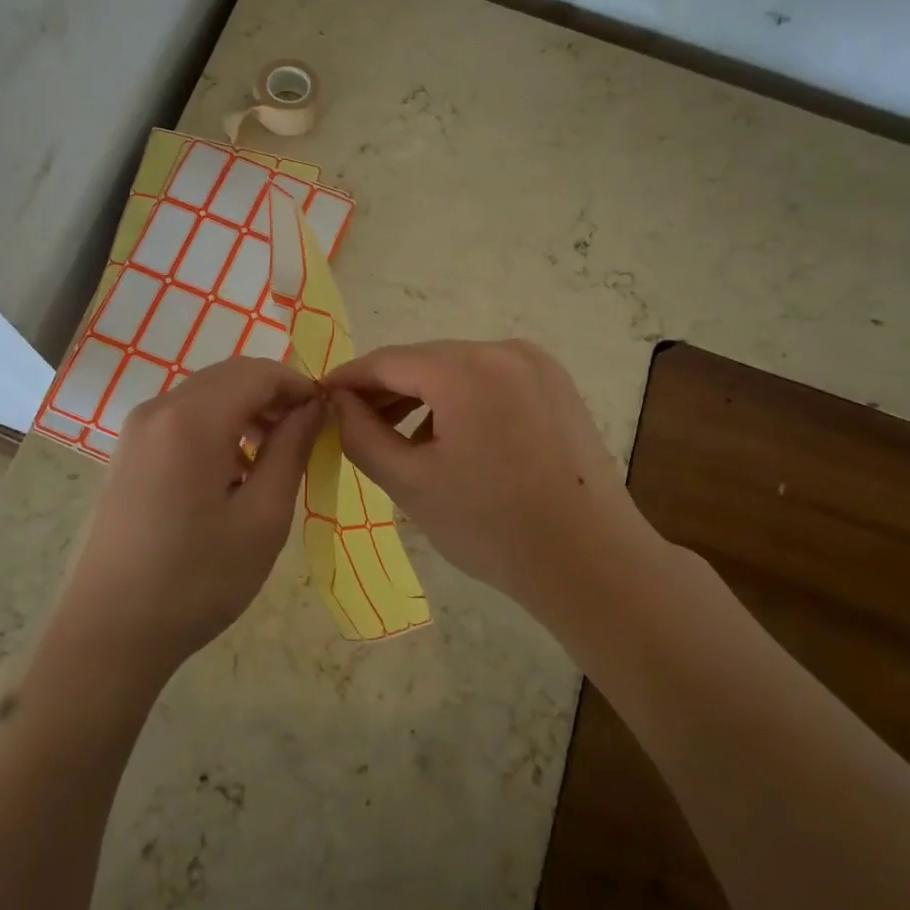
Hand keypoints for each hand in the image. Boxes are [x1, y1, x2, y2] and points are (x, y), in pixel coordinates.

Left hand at [60, 356, 322, 676]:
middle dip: (273, 395)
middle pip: (229, 376)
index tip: (326, 416)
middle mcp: (159, 410)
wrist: (109, 634)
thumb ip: (291, 450)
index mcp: (192, 420)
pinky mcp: (126, 454)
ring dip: (246, 411)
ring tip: (272, 457)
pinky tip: (231, 471)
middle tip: (305, 436)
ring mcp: (135, 431)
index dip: (299, 386)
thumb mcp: (263, 517)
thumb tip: (313, 407)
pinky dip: (217, 427)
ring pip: (205, 395)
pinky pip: (182, 418)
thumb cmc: (197, 579)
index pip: (258, 373)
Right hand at [325, 339, 648, 611]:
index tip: (320, 398)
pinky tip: (448, 440)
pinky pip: (491, 381)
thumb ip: (360, 434)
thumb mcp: (410, 483)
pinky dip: (461, 401)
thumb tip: (337, 402)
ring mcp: (536, 365)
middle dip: (386, 390)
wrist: (589, 559)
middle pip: (426, 361)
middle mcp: (504, 350)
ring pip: (459, 370)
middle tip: (354, 425)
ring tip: (398, 439)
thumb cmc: (491, 526)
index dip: (349, 379)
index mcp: (466, 369)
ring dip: (423, 397)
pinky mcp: (556, 385)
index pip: (388, 361)